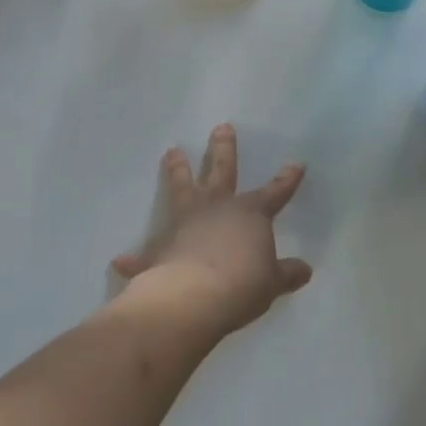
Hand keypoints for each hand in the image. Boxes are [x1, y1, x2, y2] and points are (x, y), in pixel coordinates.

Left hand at [111, 124, 312, 341]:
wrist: (192, 299)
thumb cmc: (241, 285)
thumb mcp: (272, 283)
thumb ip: (286, 274)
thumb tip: (305, 270)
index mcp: (249, 214)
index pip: (274, 192)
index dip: (286, 180)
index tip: (296, 163)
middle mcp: (216, 209)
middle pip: (221, 171)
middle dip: (222, 149)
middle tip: (221, 126)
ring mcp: (185, 224)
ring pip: (181, 189)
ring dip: (177, 170)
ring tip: (171, 152)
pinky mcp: (159, 250)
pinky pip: (145, 253)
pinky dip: (134, 258)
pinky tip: (120, 260)